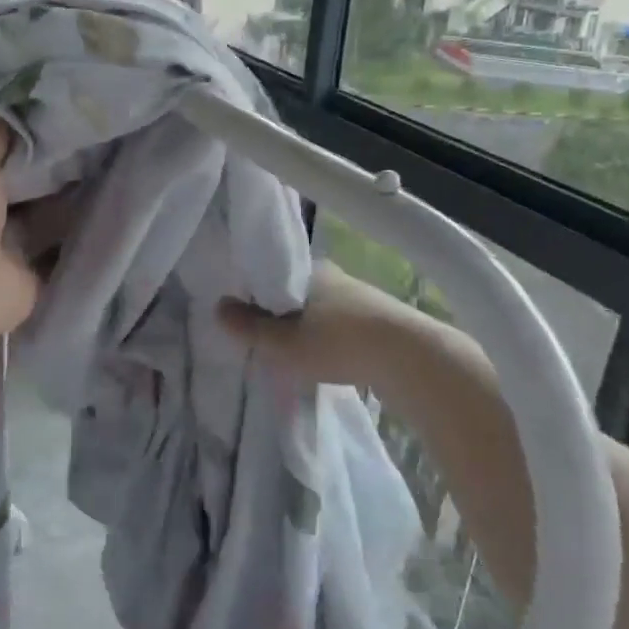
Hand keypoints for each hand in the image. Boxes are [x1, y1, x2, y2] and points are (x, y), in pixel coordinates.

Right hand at [218, 260, 492, 395]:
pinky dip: (328, 337)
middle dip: (279, 313)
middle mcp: (333, 275)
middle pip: (294, 292)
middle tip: (265, 339)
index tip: (242, 315)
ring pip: (319, 308)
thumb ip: (249, 327)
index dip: (254, 293)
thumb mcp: (283, 342)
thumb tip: (218, 308)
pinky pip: (340, 323)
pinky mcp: (379, 319)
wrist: (410, 358)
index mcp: (308, 270)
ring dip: (306, 327)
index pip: (271, 274)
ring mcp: (359, 295)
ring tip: (294, 352)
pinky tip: (325, 357)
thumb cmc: (338, 344)